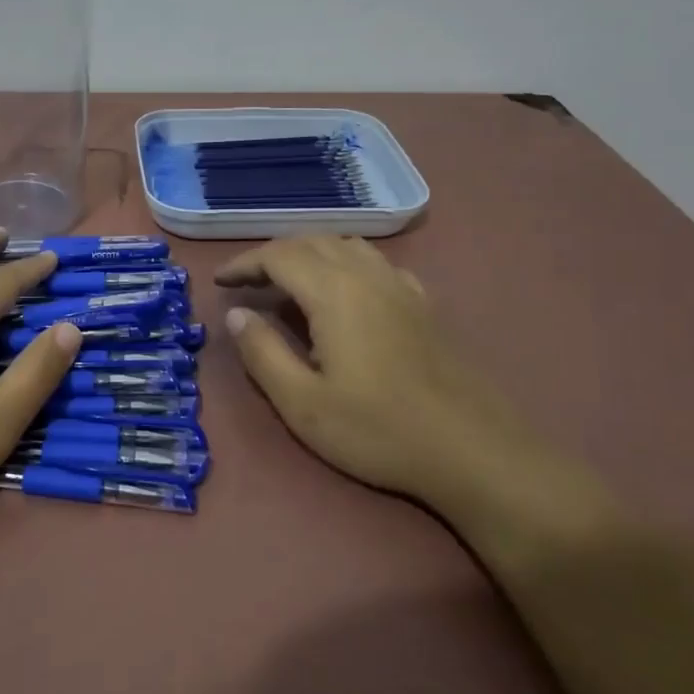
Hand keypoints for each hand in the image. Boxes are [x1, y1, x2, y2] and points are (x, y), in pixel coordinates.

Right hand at [216, 237, 608, 540]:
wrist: (472, 451)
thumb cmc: (378, 430)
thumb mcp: (302, 403)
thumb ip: (262, 353)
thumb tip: (238, 314)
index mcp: (334, 292)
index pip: (278, 255)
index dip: (244, 263)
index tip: (221, 283)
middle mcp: (367, 275)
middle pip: (311, 242)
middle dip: (272, 255)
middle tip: (248, 283)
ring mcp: (402, 287)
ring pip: (346, 246)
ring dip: (309, 254)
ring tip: (289, 284)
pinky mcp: (424, 305)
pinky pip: (376, 264)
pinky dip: (346, 264)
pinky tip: (347, 294)